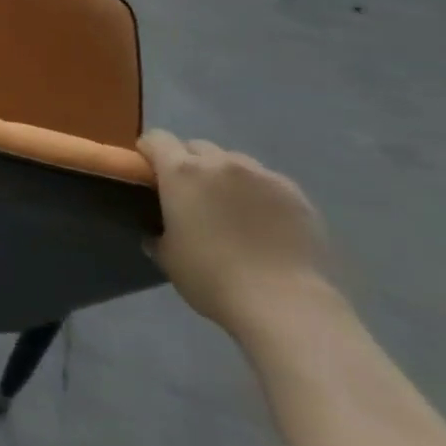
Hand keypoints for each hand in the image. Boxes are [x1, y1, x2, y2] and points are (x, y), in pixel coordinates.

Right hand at [137, 131, 333, 338]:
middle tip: (193, 196)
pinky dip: (260, 193)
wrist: (286, 306)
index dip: (149, 152)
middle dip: (190, 164)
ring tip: (234, 209)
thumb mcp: (168, 257)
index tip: (150, 173)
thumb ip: (157, 233)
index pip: (156, 139)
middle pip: (196, 147)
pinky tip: (266, 223)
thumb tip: (155, 232)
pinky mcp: (295, 194)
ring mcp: (261, 175)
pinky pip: (268, 182)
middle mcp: (219, 163)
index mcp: (181, 172)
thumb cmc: (213, 279)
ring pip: (234, 161)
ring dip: (226, 176)